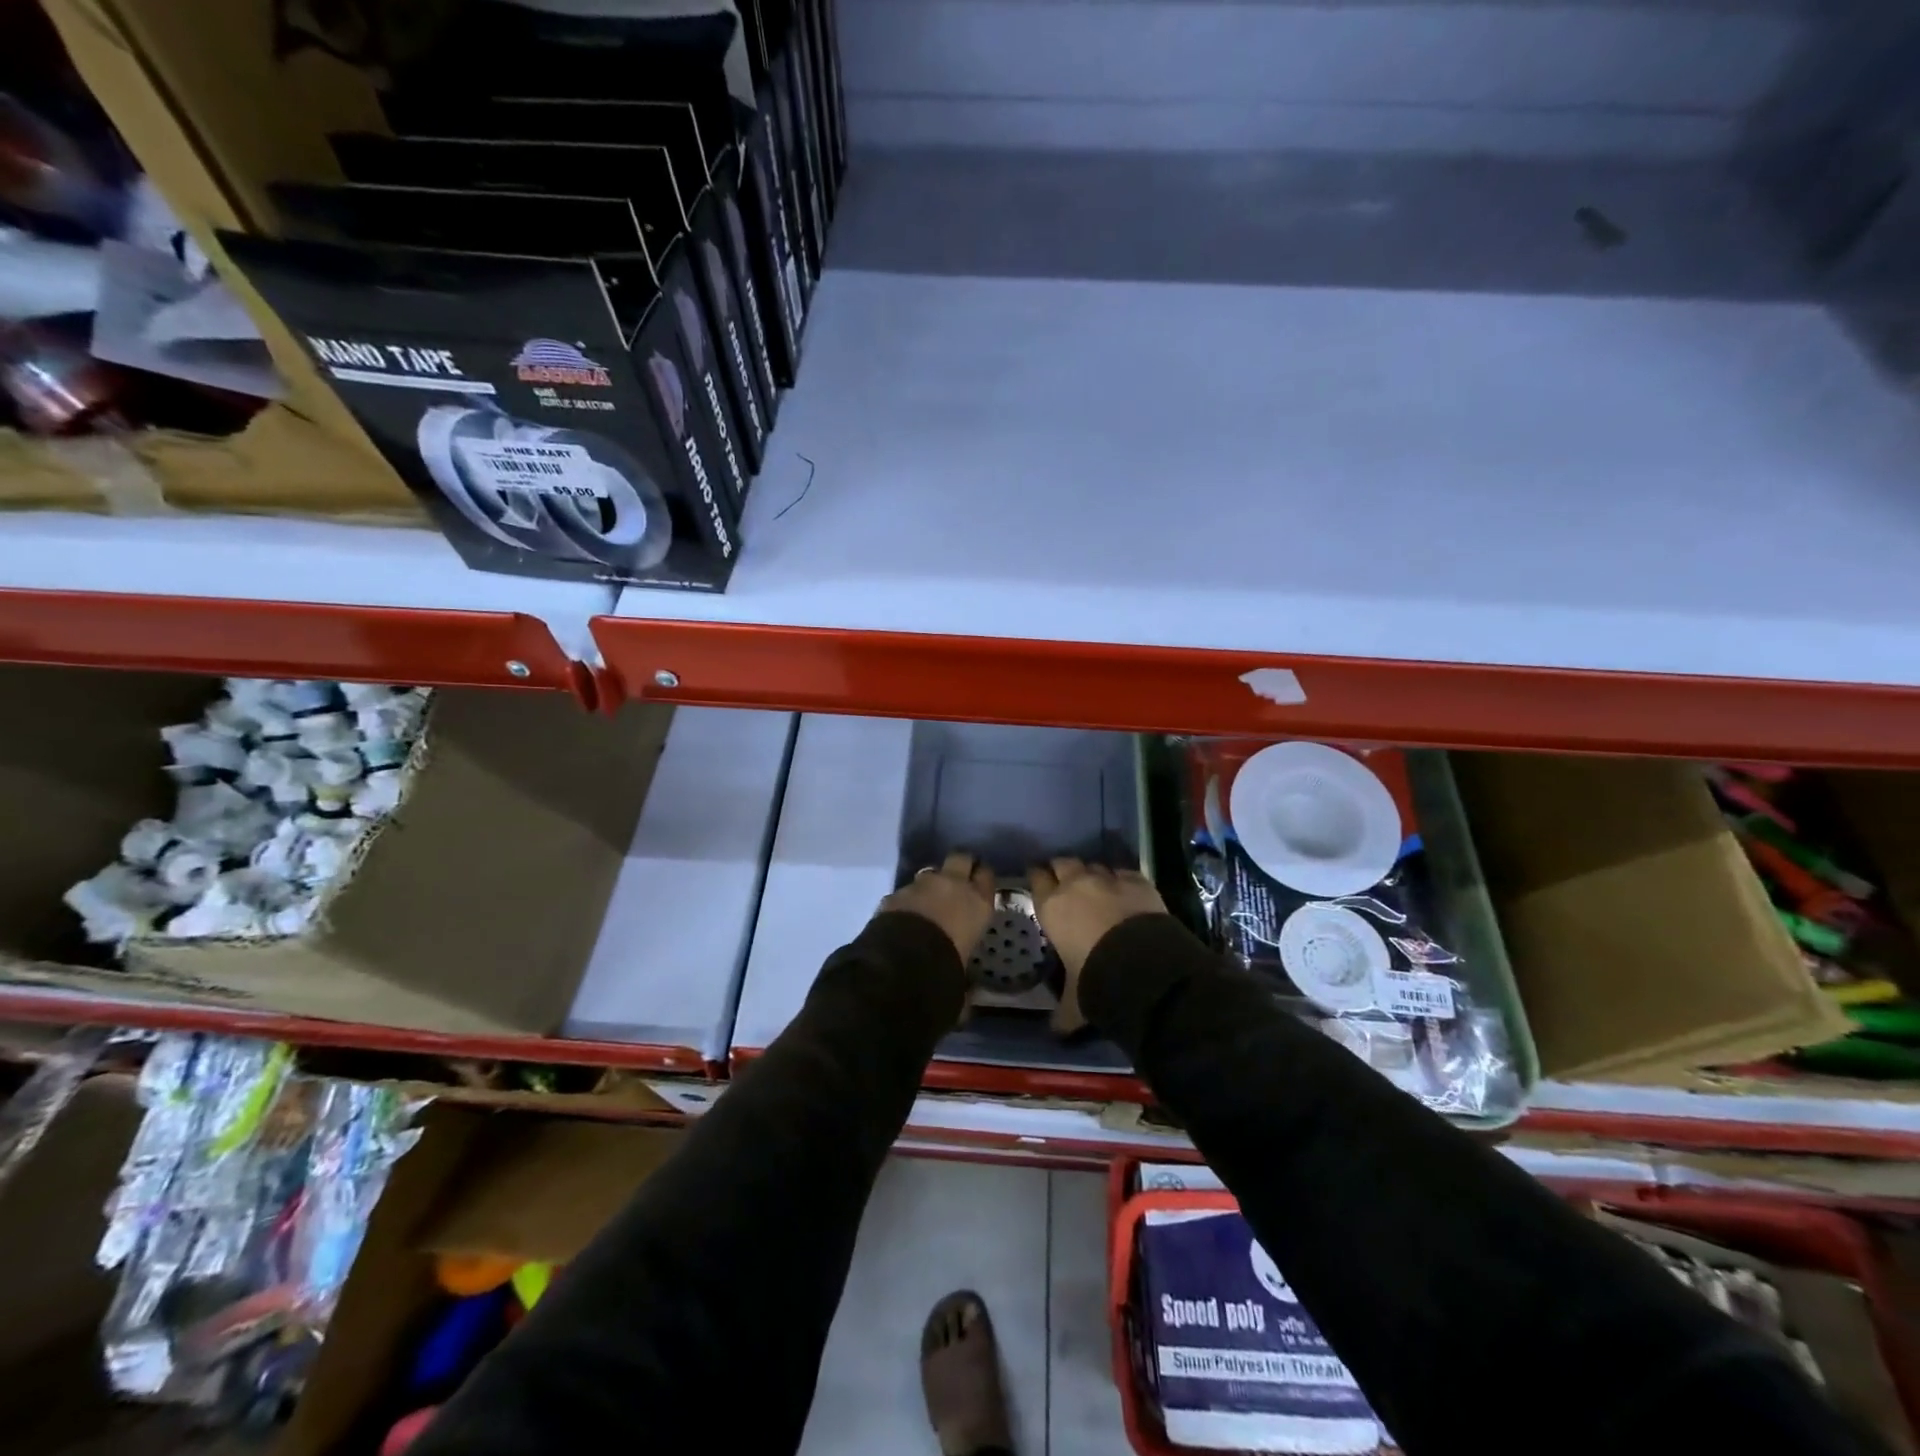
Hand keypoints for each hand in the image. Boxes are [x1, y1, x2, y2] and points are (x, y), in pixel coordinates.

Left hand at [879, 851, 996, 962]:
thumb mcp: (965, 966)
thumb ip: (967, 967)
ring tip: (927, 902)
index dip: (982, 877)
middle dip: (959, 864)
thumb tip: (970, 990)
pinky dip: (907, 900)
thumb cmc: (946, 966)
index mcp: (978, 902)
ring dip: (931, 883)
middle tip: (957, 879)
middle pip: (961, 858)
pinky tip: (904, 916)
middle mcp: (953, 885)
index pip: (986, 876)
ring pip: (930, 872)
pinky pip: (906, 891)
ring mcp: (922, 884)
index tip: (979, 882)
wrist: (904, 960)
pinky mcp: (896, 892)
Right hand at [1030, 858, 1168, 1033]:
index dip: (1036, 878)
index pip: (1036, 879)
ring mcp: (1108, 878)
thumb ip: (1062, 1013)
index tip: (1037, 880)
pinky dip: (1121, 880)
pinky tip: (1125, 891)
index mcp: (1051, 906)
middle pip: (1063, 863)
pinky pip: (1123, 872)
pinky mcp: (1137, 880)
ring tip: (1096, 887)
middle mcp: (1075, 884)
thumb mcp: (1073, 1001)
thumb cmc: (1094, 979)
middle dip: (1062, 870)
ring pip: (1094, 864)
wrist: (1141, 964)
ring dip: (1092, 873)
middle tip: (1064, 881)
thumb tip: (1055, 1032)